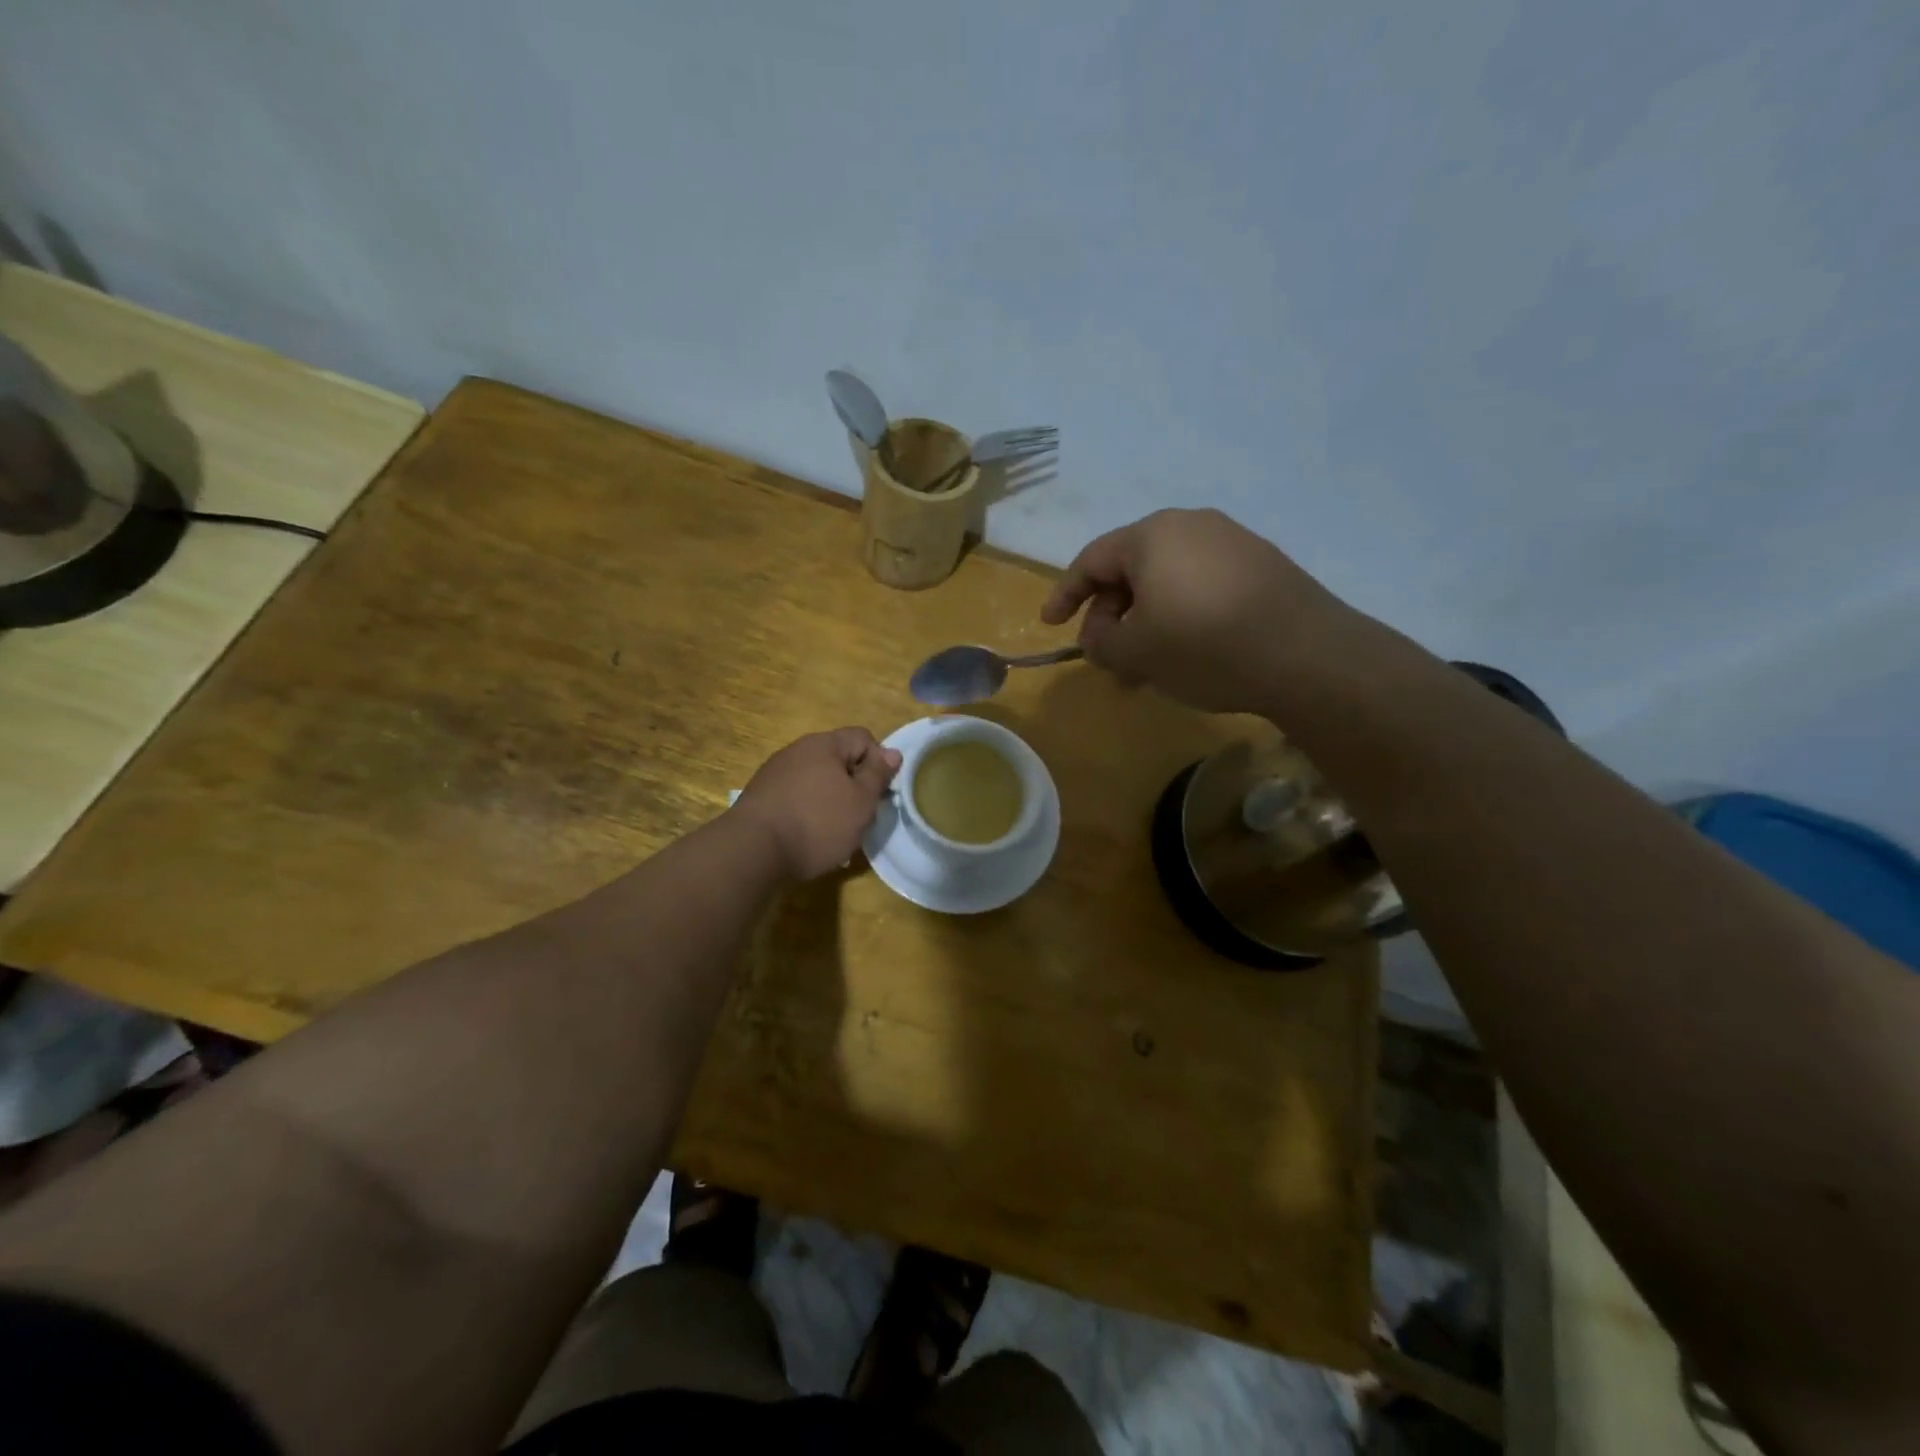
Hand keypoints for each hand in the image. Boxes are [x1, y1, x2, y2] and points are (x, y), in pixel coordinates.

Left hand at [733, 728, 901, 880]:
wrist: (752, 852)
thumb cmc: (817, 823)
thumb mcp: (861, 802)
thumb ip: (878, 775)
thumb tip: (892, 752)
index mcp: (824, 744)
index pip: (863, 737)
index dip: (879, 762)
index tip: (879, 793)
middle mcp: (797, 750)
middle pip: (838, 759)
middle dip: (854, 784)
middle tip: (860, 815)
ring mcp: (775, 773)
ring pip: (816, 780)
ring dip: (831, 800)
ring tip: (834, 832)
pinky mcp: (761, 797)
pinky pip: (796, 797)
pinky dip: (808, 812)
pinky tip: (808, 837)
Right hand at [1040, 508, 1368, 715]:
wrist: (1306, 656)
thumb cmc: (1203, 646)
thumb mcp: (1134, 652)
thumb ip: (1099, 642)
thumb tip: (1097, 635)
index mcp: (1152, 535)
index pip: (1091, 560)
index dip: (1065, 595)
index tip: (1050, 625)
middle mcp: (1191, 525)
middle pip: (1131, 569)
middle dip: (1111, 616)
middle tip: (1109, 658)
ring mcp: (1232, 542)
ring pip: (1168, 582)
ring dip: (1146, 622)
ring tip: (1147, 666)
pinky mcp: (1262, 566)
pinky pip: (1202, 586)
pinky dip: (1181, 616)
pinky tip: (1188, 654)